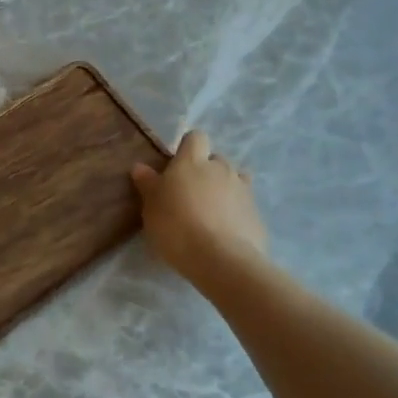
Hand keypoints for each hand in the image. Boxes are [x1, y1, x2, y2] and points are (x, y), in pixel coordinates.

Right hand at [131, 130, 268, 277]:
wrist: (221, 260)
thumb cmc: (176, 227)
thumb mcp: (152, 207)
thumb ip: (148, 184)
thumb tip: (140, 167)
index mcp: (192, 162)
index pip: (195, 137)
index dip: (188, 149)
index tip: (178, 167)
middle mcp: (221, 168)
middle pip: (216, 160)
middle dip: (207, 172)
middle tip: (192, 195)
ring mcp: (243, 190)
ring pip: (235, 180)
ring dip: (224, 190)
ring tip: (212, 213)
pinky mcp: (257, 214)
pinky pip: (244, 205)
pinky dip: (236, 213)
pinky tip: (226, 233)